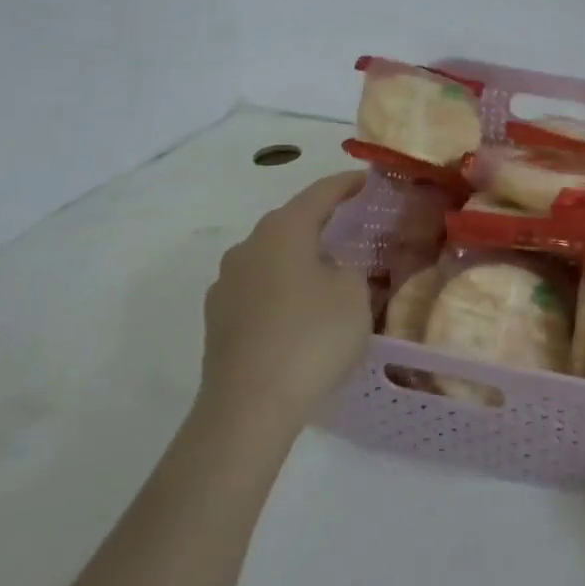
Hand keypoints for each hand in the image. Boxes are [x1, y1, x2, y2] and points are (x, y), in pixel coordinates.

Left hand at [196, 171, 370, 424]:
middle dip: (320, 222)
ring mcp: (226, 283)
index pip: (320, 193)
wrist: (248, 406)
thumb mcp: (354, 295)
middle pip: (290, 223)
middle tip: (350, 226)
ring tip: (326, 274)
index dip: (346, 184)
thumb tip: (331, 269)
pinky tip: (298, 312)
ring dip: (298, 258)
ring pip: (271, 257)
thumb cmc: (311, 337)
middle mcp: (248, 246)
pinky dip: (281, 289)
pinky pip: (258, 288)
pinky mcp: (218, 318)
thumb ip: (349, 269)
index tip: (366, 179)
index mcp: (283, 230)